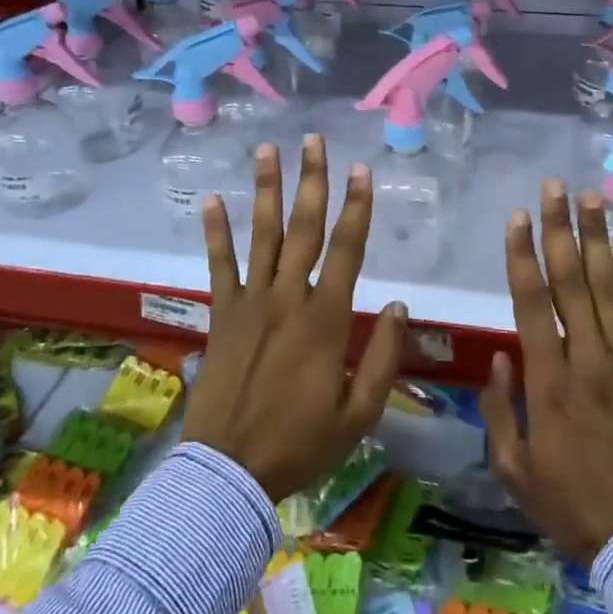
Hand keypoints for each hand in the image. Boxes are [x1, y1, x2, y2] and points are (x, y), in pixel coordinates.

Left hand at [185, 135, 406, 500]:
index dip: (358, 207)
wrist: (228, 473)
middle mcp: (288, 298)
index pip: (348, 250)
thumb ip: (383, 358)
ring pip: (261, 234)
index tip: (361, 170)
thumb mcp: (358, 414)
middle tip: (313, 140)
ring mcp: (250, 302)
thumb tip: (401, 306)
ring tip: (268, 150)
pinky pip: (218, 265)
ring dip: (266, 189)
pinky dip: (215, 232)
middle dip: (312, 181)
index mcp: (326, 320)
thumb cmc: (300, 444)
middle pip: (304, 228)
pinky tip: (212, 199)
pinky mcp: (221, 314)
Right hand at [480, 182, 612, 562]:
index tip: (516, 217)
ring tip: (591, 197)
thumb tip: (501, 355)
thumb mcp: (515, 468)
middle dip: (560, 228)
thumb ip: (500, 408)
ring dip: (597, 238)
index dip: (522, 256)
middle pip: (571, 280)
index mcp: (549, 381)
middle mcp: (588, 357)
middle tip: (554, 187)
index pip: (531, 302)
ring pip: (608, 286)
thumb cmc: (573, 503)